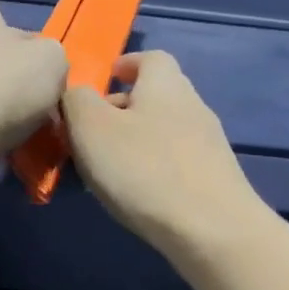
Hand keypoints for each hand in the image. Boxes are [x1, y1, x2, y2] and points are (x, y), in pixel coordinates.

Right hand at [63, 51, 267, 262]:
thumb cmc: (144, 169)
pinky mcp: (213, 178)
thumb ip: (76, 101)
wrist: (213, 231)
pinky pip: (172, 160)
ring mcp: (207, 144)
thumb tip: (76, 93)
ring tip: (104, 167)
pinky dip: (149, 166)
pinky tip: (133, 193)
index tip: (104, 79)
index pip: (149, 58)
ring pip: (162, 129)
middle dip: (121, 107)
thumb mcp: (91, 128)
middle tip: (88, 131)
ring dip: (132, 140)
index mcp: (164, 85)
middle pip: (155, 95)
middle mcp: (191, 106)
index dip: (125, 64)